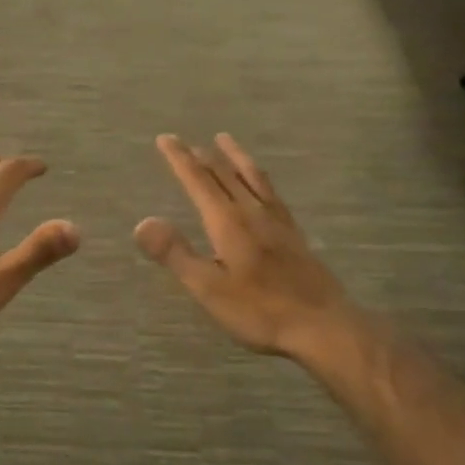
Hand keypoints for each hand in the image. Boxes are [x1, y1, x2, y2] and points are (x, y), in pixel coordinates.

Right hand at [135, 134, 351, 358]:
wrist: (322, 326)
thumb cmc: (259, 311)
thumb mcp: (208, 288)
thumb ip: (176, 253)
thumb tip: (142, 222)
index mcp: (229, 222)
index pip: (199, 181)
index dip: (180, 159)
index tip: (165, 139)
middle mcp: (253, 213)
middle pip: (226, 175)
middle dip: (203, 156)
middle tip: (186, 141)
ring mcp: (278, 222)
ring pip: (253, 178)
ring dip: (235, 157)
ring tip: (226, 140)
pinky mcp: (294, 235)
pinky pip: (272, 192)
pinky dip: (259, 177)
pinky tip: (262, 184)